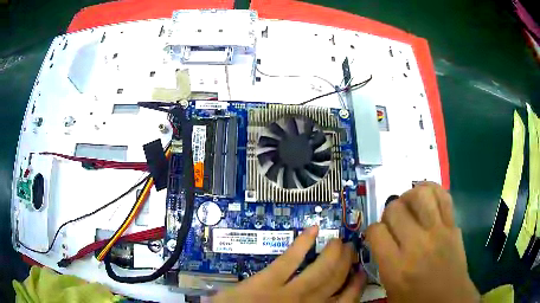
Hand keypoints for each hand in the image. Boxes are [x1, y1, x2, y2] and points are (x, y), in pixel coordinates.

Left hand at [212, 225, 365, 302]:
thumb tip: (325, 300)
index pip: (346, 300)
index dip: (356, 285)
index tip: (361, 272)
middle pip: (335, 280)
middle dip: (347, 263)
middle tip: (351, 249)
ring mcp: (288, 292)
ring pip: (320, 269)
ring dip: (332, 253)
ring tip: (339, 241)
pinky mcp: (267, 281)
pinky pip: (289, 260)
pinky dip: (302, 243)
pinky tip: (312, 229)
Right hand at [366, 182, 479, 302]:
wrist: (449, 300)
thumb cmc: (416, 301)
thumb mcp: (390, 290)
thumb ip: (383, 262)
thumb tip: (380, 237)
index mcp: (396, 267)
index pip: (376, 231)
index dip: (373, 231)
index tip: (379, 236)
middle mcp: (417, 245)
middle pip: (395, 209)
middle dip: (389, 213)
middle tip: (394, 222)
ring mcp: (438, 232)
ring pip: (420, 195)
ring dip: (410, 196)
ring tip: (410, 205)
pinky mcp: (453, 226)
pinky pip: (443, 196)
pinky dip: (432, 190)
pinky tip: (427, 197)